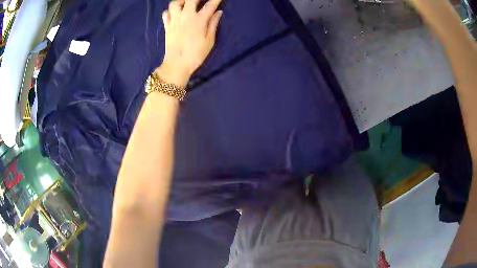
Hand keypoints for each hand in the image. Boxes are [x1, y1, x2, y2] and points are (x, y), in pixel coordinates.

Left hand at [159, 0, 222, 85]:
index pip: (210, 5)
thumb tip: (218, 12)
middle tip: (201, 0)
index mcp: (199, 20)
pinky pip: (166, 13)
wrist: (176, 65)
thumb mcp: (209, 41)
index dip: (216, 0)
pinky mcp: (167, 26)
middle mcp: (186, 16)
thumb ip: (213, 24)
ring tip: (187, 4)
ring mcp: (174, 20)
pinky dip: (170, 11)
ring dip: (181, 1)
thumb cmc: (196, 54)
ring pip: (175, 3)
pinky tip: (176, 13)